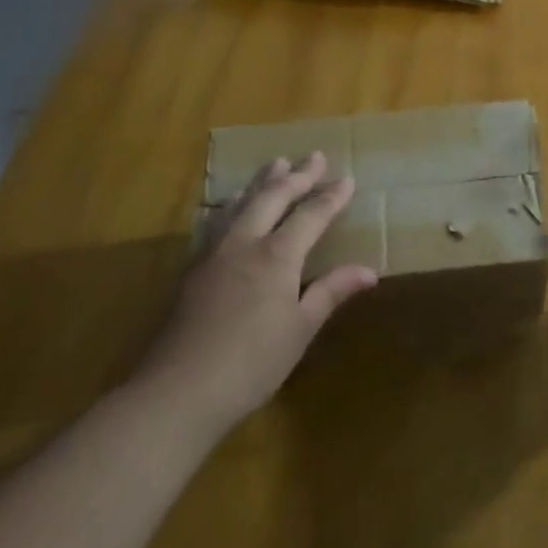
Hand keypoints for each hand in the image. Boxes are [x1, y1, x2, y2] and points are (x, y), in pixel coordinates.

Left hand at [134, 152, 377, 429]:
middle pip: (273, 197)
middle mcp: (246, 242)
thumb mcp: (300, 330)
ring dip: (262, 182)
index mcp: (277, 255)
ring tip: (275, 163)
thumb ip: (331, 292)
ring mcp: (215, 253)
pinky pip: (218, 221)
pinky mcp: (194, 269)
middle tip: (314, 155)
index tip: (348, 178)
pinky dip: (233, 204)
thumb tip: (369, 271)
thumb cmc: (251, 364)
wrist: (178, 392)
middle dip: (297, 175)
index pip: (311, 215)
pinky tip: (231, 207)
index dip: (331, 196)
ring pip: (241, 203)